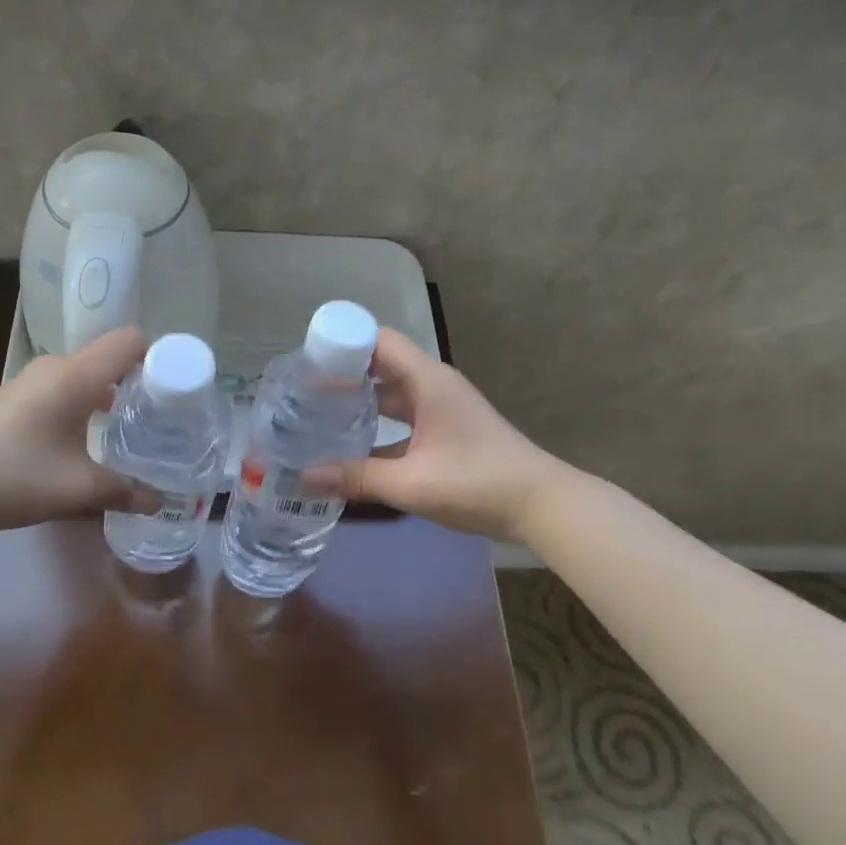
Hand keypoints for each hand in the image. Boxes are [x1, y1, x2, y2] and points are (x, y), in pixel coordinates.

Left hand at [0, 327, 160, 535]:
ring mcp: (28, 381)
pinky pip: (62, 388)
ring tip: (128, 429)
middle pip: (110, 356)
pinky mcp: (12, 399)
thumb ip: (123, 491)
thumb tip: (159, 502)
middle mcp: (55, 368)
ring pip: (84, 374)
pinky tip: (83, 440)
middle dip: (139, 380)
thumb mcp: (76, 488)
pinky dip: (84, 403)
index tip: (177, 388)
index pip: (130, 340)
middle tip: (160, 415)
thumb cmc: (13, 475)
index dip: (159, 356)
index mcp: (77, 375)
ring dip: (109, 393)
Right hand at [302, 328, 567, 539]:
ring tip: (321, 417)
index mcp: (426, 380)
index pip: (378, 340)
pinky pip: (406, 415)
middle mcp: (433, 384)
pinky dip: (381, 424)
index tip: (308, 362)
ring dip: (362, 401)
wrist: (542, 504)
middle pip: (382, 364)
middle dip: (344, 375)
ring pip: (393, 392)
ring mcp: (443, 406)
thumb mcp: (411, 483)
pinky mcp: (449, 428)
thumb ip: (357, 478)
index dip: (343, 344)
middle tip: (304, 394)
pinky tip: (357, 448)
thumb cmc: (476, 483)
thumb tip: (305, 477)